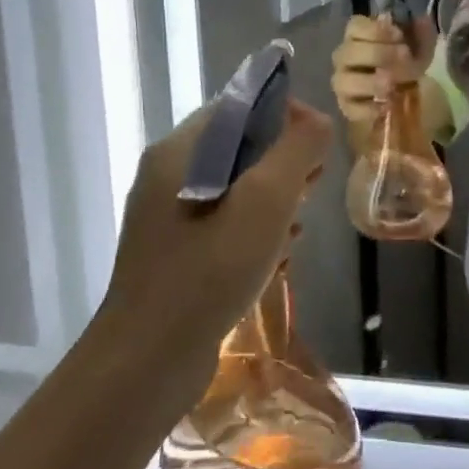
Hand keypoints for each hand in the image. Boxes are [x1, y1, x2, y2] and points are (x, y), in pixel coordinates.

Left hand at [105, 98, 332, 388]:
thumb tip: (316, 121)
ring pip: (235, 188)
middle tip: (313, 188)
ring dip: (273, 199)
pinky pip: (224, 223)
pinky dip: (254, 230)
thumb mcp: (264, 202)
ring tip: (297, 227)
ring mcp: (167, 217)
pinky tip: (277, 257)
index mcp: (179, 151)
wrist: (148, 362)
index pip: (239, 106)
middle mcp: (167, 175)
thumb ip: (295, 151)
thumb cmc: (209, 272)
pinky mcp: (175, 253)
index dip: (285, 115)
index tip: (319, 146)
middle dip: (283, 161)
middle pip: (238, 146)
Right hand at [330, 12, 437, 123]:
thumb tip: (421, 20)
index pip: (354, 26)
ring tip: (393, 85)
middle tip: (405, 59)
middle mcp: (344, 56)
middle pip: (349, 52)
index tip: (399, 36)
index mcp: (358, 34)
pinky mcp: (347, 107)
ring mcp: (343, 83)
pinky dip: (368, 108)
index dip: (376, 30)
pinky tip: (387, 105)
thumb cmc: (409, 60)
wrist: (409, 92)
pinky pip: (351, 108)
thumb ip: (421, 30)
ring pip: (345, 81)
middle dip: (379, 54)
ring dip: (371, 82)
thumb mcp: (420, 43)